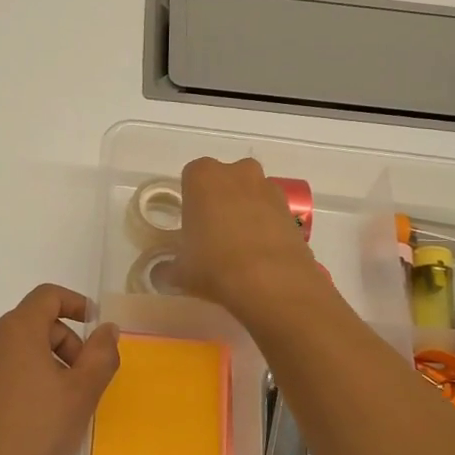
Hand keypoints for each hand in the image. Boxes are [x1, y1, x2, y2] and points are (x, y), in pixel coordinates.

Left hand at [0, 284, 120, 454]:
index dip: (77, 303)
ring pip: (19, 345)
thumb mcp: (81, 393)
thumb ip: (101, 354)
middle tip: (84, 379)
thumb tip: (107, 329)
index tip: (97, 328)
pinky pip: (4, 365)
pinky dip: (26, 374)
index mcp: (16, 330)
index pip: (48, 295)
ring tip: (63, 400)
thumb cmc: (35, 429)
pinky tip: (37, 412)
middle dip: (66, 342)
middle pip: (35, 321)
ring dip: (48, 360)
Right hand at [173, 157, 324, 319]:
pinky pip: (271, 212)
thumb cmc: (214, 265)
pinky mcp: (292, 210)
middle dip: (220, 200)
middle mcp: (238, 172)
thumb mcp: (180, 271)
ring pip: (251, 194)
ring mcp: (269, 188)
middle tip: (213, 233)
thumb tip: (162, 273)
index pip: (190, 177)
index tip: (190, 225)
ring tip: (239, 247)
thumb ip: (168, 267)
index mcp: (203, 177)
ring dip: (245, 211)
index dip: (190, 201)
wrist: (272, 282)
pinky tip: (261, 254)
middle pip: (225, 180)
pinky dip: (266, 226)